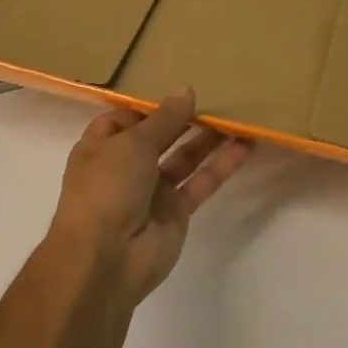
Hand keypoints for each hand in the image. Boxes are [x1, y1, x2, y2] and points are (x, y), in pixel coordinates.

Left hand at [48, 88, 252, 314]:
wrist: (106, 257)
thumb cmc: (107, 188)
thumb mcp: (133, 143)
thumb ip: (164, 118)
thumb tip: (186, 90)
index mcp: (101, 147)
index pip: (125, 119)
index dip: (149, 106)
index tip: (179, 92)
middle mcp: (126, 167)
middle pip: (159, 137)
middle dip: (184, 119)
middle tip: (217, 97)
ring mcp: (152, 191)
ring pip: (184, 158)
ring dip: (209, 139)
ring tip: (238, 115)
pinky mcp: (177, 211)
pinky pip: (201, 182)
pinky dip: (222, 165)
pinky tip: (245, 145)